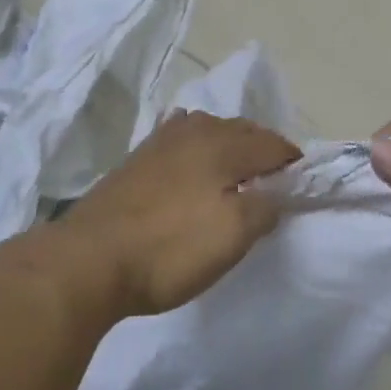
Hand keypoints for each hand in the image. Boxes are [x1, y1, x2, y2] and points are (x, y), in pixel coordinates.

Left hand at [55, 111, 300, 320]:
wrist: (89, 259)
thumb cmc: (170, 249)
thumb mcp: (232, 235)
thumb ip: (265, 207)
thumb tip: (275, 193)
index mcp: (221, 144)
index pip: (271, 142)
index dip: (291, 160)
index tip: (301, 183)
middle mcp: (193, 131)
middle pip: (241, 130)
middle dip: (262, 149)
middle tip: (273, 180)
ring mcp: (160, 142)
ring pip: (208, 131)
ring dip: (229, 146)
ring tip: (235, 174)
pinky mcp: (136, 159)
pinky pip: (180, 140)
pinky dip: (197, 148)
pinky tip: (191, 165)